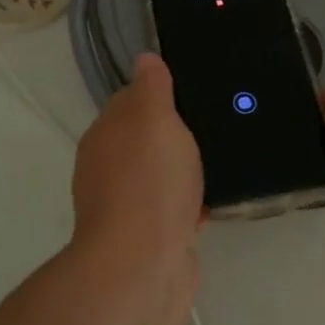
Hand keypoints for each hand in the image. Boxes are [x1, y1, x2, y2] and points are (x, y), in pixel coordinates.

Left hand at [72, 53, 203, 279]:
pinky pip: (172, 211)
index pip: (129, 102)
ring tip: (220, 163)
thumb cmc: (149, 181)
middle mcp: (106, 169)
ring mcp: (125, 207)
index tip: (191, 92)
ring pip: (159, 177)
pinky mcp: (146, 240)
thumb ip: (151, 87)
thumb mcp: (154, 118)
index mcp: (105, 135)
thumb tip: (144, 58)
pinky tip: (213, 205)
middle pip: (144, 141)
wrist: (143, 266)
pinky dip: (190, 207)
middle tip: (214, 126)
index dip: (158, 95)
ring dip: (184, 173)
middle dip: (174, 136)